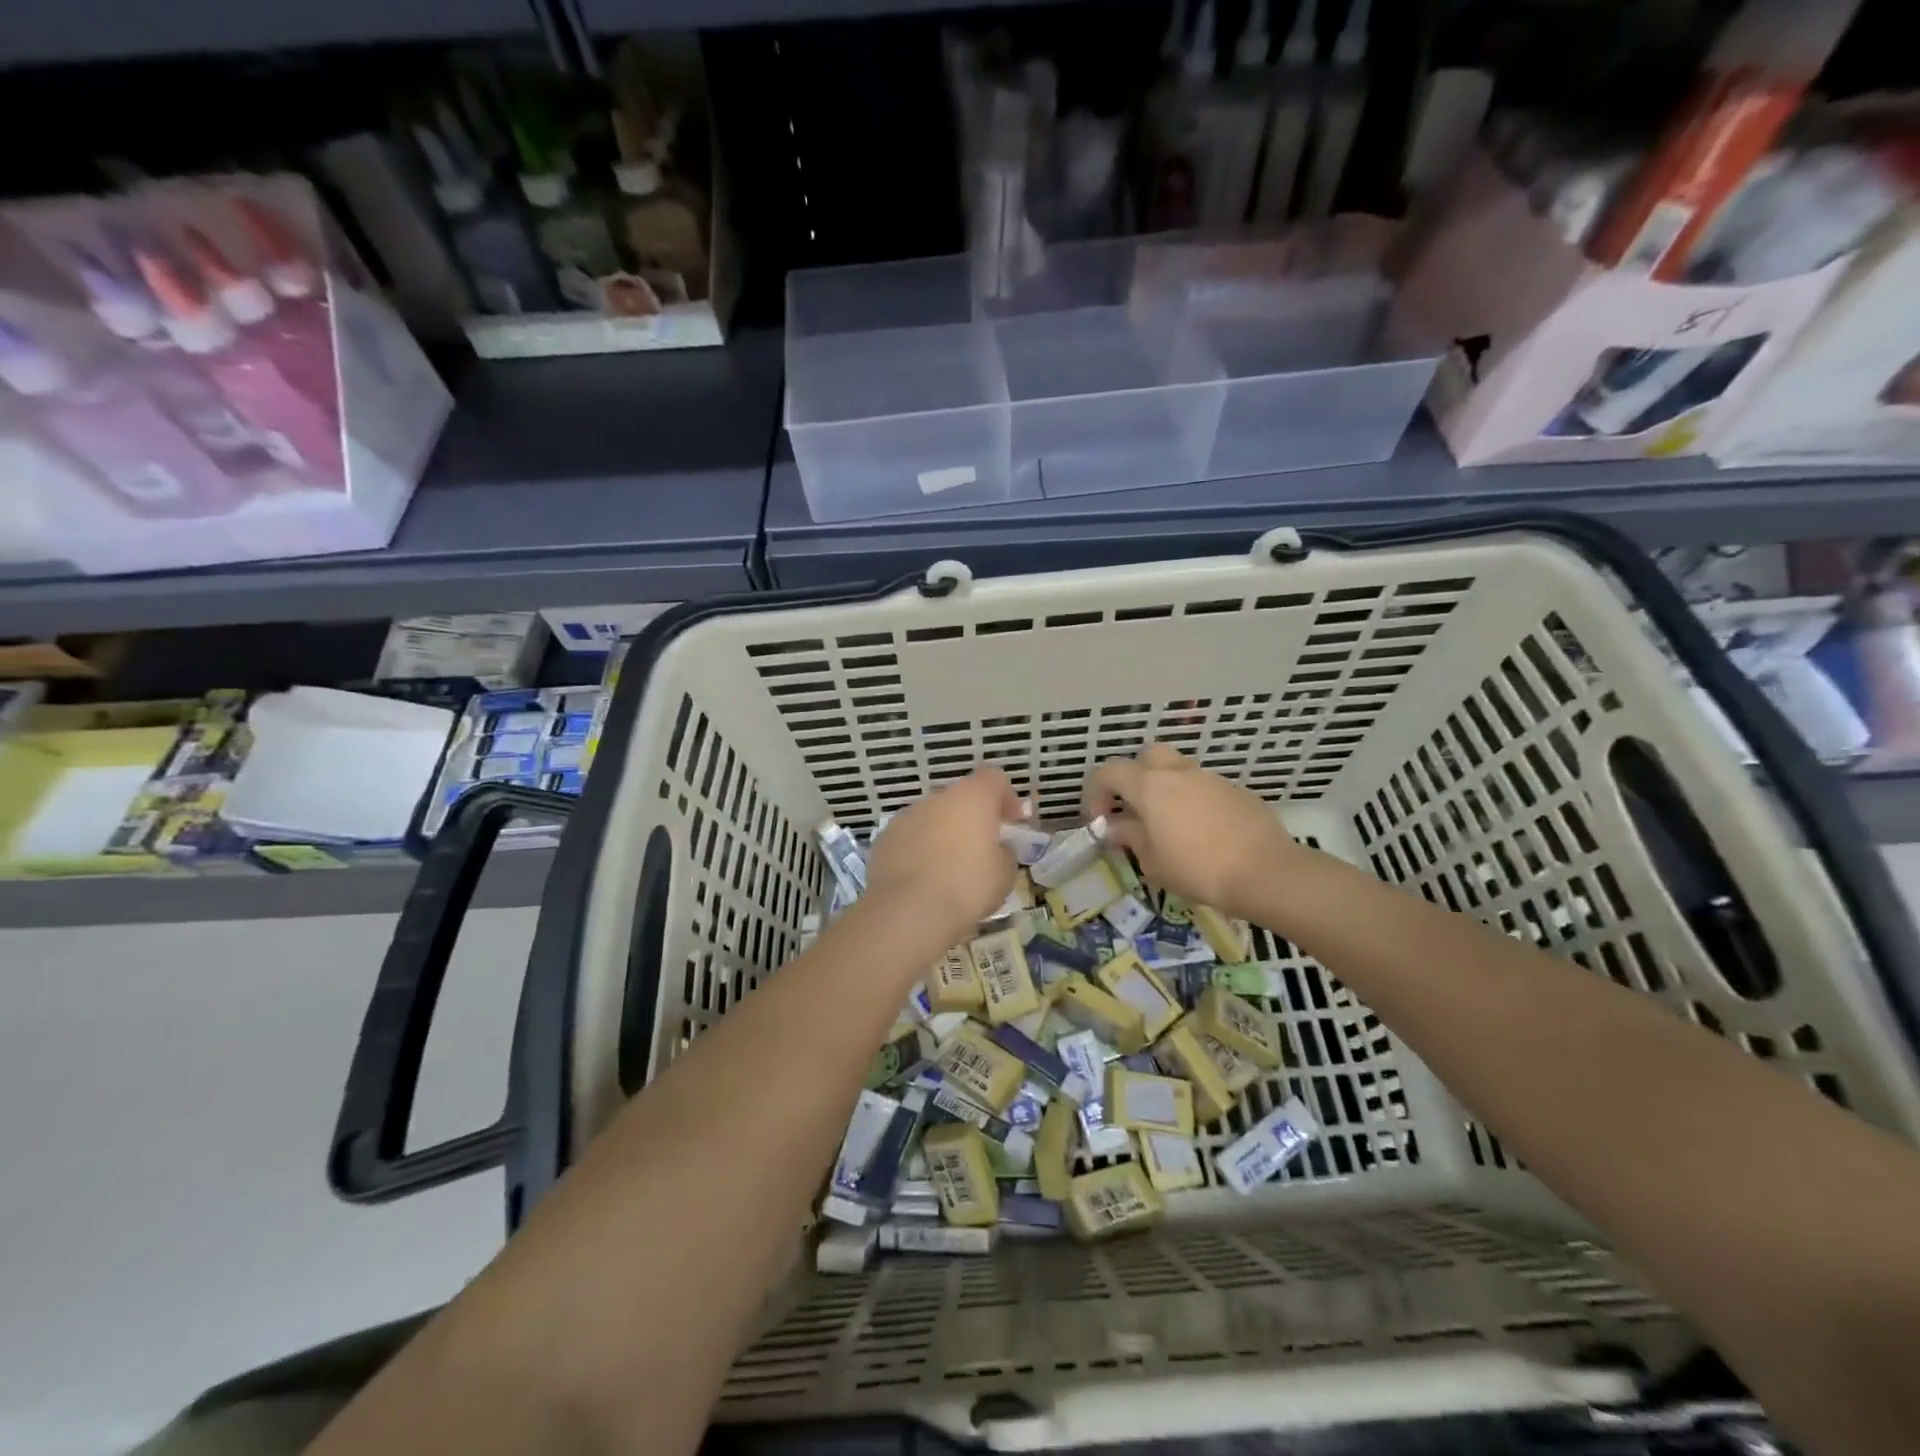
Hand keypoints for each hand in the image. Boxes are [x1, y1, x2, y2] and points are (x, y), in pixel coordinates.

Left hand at [866, 766, 1020, 944]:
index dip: (1007, 798)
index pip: (994, 779)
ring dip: (943, 834)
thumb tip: (997, 850)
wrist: (909, 910)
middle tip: (981, 849)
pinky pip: (910, 838)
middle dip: (972, 819)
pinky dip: (919, 850)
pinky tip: (923, 879)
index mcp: (972, 798)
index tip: (1012, 823)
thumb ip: (1004, 853)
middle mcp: (937, 798)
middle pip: (960, 798)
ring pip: (932, 818)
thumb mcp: (1004, 875)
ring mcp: (906, 816)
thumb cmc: (967, 887)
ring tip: (949, 869)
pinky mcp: (884, 838)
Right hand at [1084, 744, 1299, 921]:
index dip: (1095, 792)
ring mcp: (1210, 778)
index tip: (1098, 820)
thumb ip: (1131, 838)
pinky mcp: (1236, 791)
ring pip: (1178, 771)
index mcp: (1150, 786)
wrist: (1266, 872)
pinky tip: (1201, 833)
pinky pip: (1203, 788)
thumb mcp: (1153, 862)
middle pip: (1147, 757)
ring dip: (1165, 790)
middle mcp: (1178, 772)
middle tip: (1133, 810)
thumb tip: (1117, 827)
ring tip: (1168, 826)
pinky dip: (1193, 802)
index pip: (1108, 772)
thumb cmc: (1198, 869)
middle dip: (1134, 778)